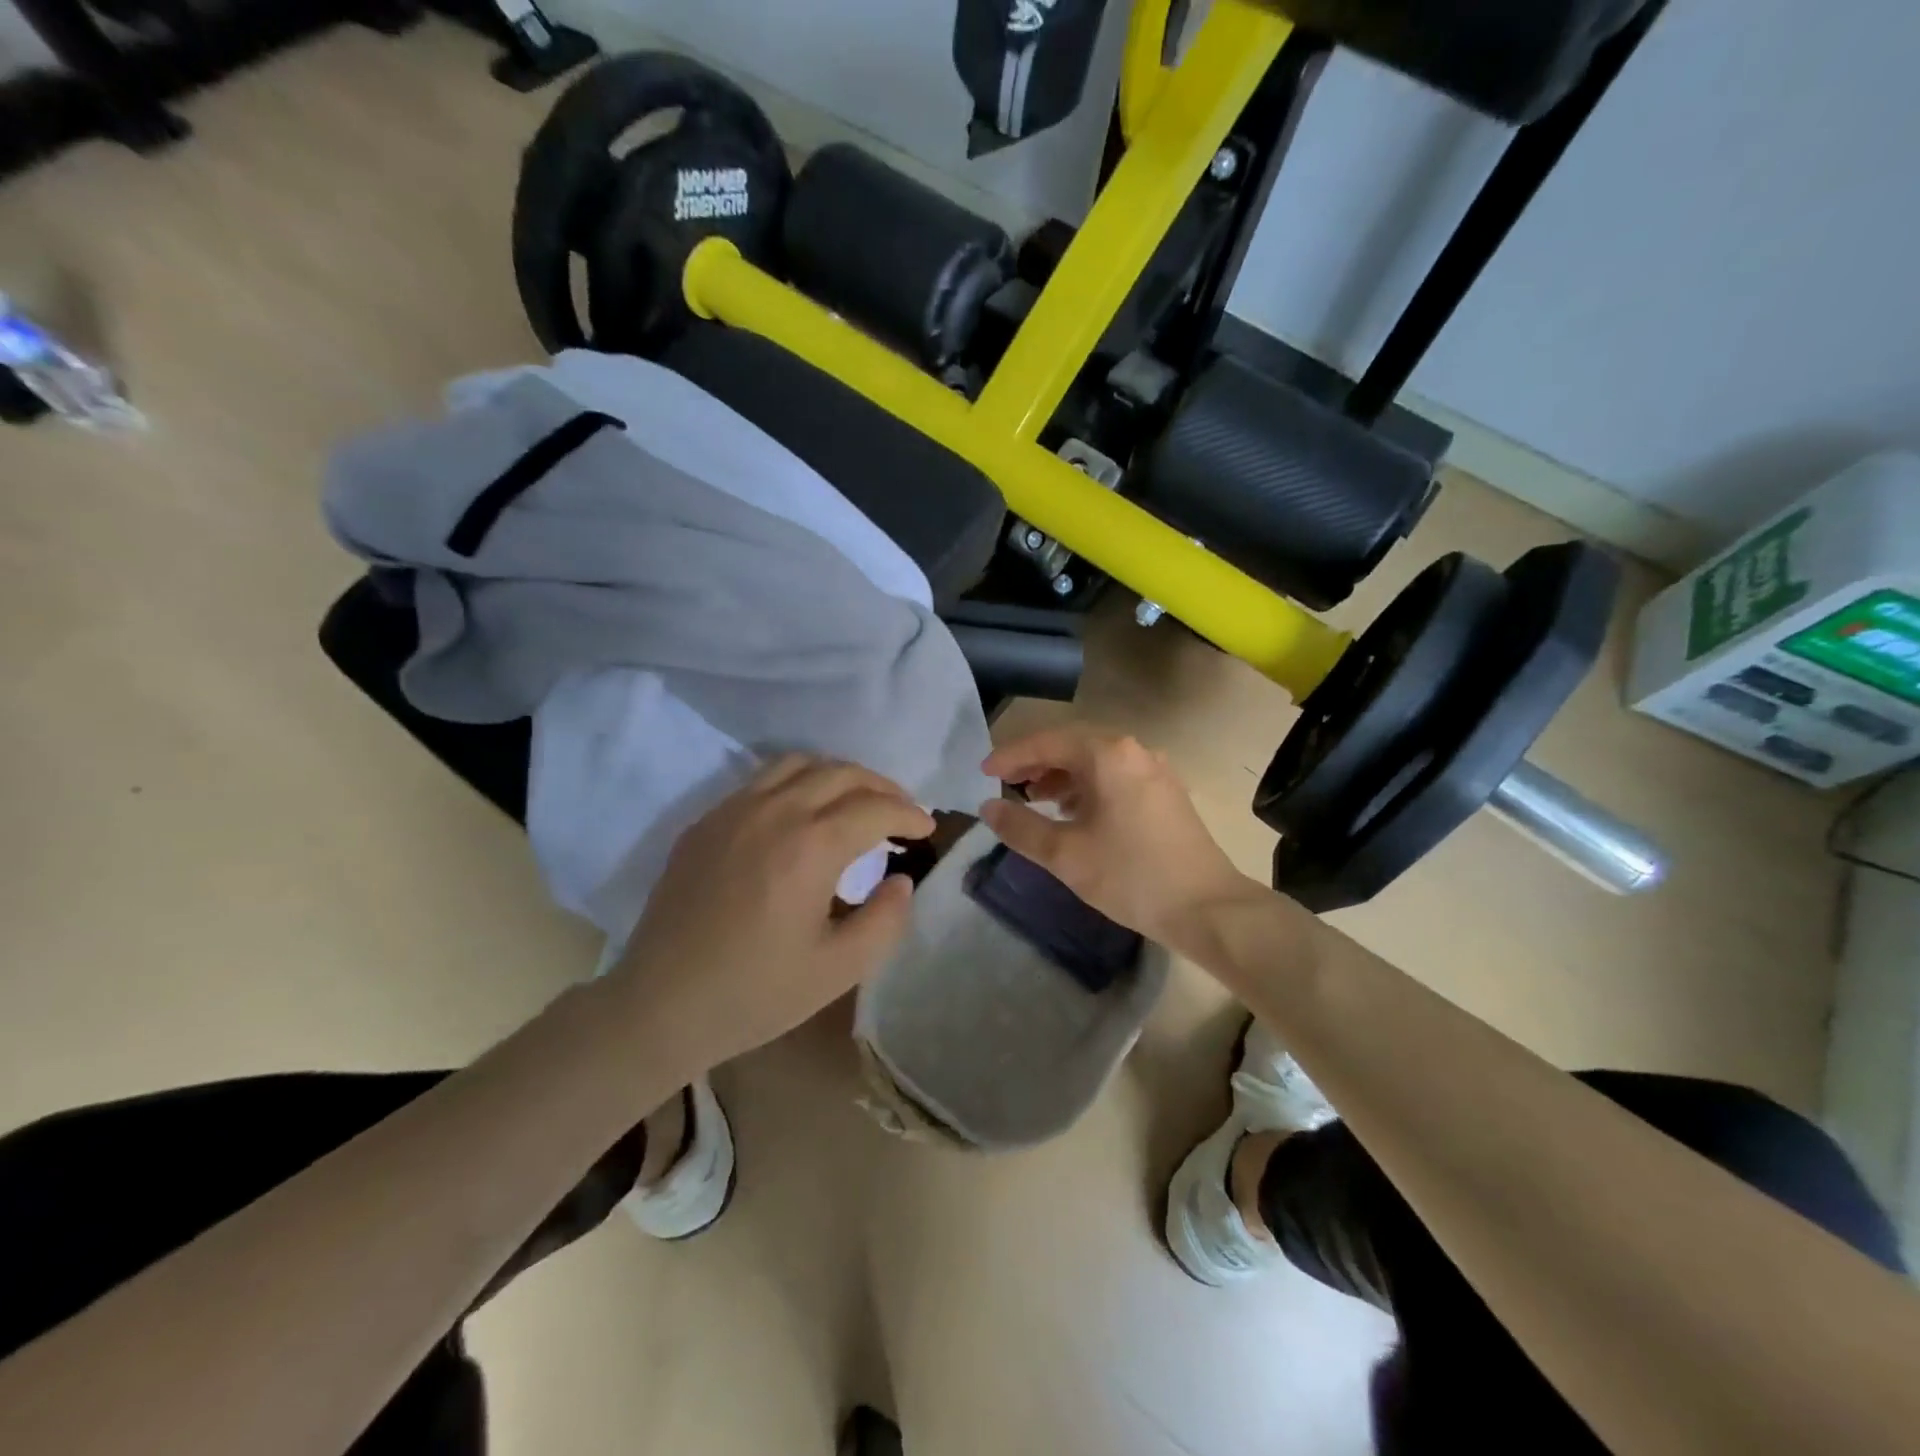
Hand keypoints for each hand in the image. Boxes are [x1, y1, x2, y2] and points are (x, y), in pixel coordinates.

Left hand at [609, 756, 933, 1071]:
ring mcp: (733, 811)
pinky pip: (761, 780)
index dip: (909, 812)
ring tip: (857, 801)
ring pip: (799, 764)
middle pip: (841, 773)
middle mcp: (773, 811)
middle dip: (881, 787)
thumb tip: (901, 880)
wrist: (660, 1005)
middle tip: (901, 811)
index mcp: (810, 846)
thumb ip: (885, 920)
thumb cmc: (755, 993)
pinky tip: (803, 813)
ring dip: (839, 774)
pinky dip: (798, 782)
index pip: (875, 807)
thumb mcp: (839, 970)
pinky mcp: (706, 822)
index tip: (926, 827)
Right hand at [978, 725, 1256, 950]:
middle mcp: (1134, 750)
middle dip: (1036, 763)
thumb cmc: (1131, 876)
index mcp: (1108, 755)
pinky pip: (1116, 776)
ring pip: (1096, 761)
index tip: (983, 774)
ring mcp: (1155, 770)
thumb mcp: (1065, 855)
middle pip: (1073, 745)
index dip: (1011, 756)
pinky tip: (1075, 814)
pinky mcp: (1166, 792)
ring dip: (1062, 776)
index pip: (1047, 742)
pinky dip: (1088, 788)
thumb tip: (988, 808)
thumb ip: (1020, 827)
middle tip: (1007, 784)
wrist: (1208, 908)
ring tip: (1036, 801)